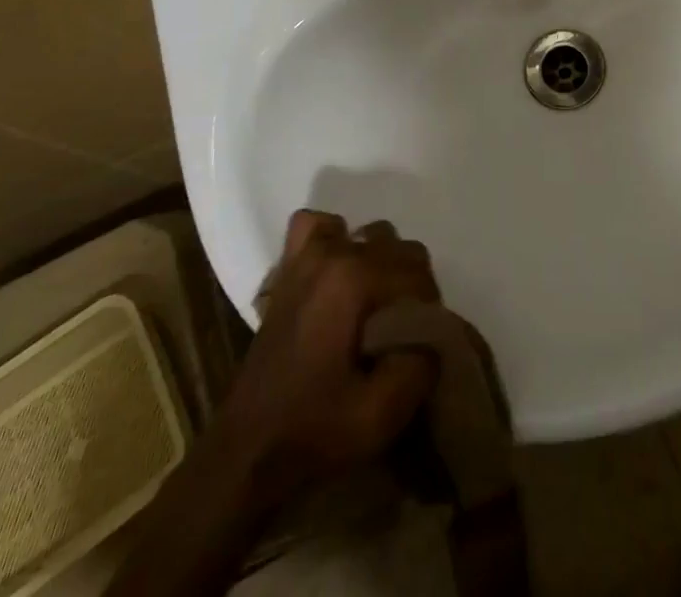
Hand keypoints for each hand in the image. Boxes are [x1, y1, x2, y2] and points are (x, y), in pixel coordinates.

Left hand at [220, 210, 438, 502]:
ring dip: (382, 265)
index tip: (421, 347)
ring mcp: (306, 256)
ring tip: (376, 310)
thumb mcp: (381, 415)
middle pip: (400, 250)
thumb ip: (422, 364)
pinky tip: (338, 274)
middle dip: (411, 288)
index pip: (419, 276)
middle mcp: (334, 254)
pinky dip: (334, 240)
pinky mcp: (288, 268)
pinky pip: (317, 228)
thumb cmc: (313, 432)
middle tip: (403, 335)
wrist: (245, 452)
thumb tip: (436, 333)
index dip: (428, 312)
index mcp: (355, 280)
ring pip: (369, 235)